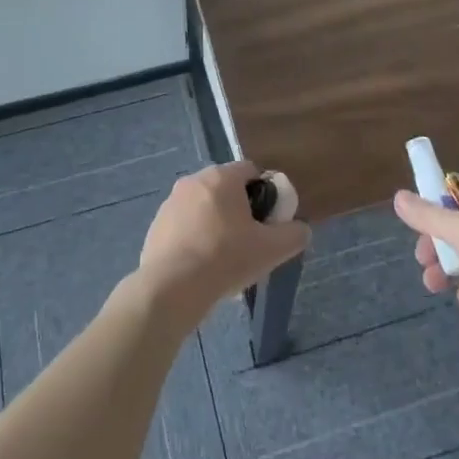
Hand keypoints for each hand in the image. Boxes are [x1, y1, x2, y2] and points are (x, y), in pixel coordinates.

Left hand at [135, 162, 309, 330]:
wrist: (172, 287)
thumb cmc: (225, 259)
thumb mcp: (271, 250)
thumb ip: (293, 235)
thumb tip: (302, 229)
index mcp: (222, 177)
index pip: (250, 170)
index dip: (264, 193)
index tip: (268, 221)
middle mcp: (194, 180)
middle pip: (225, 188)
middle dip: (239, 209)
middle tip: (249, 241)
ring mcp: (171, 202)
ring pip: (203, 206)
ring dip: (215, 223)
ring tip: (224, 258)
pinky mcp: (156, 225)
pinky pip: (184, 225)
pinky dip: (194, 238)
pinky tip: (200, 266)